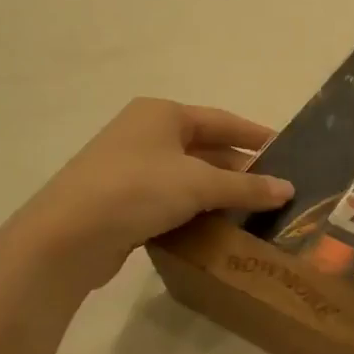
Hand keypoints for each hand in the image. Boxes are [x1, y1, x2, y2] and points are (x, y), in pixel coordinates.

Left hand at [7, 98, 293, 294]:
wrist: (65, 238)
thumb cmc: (137, 191)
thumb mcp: (200, 184)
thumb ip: (247, 186)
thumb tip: (288, 189)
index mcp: (162, 115)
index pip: (222, 120)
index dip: (255, 135)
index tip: (286, 148)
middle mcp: (144, 133)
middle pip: (205, 147)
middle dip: (238, 168)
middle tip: (273, 187)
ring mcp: (128, 167)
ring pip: (187, 176)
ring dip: (217, 192)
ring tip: (252, 210)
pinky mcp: (119, 200)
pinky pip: (168, 199)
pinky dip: (193, 209)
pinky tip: (215, 227)